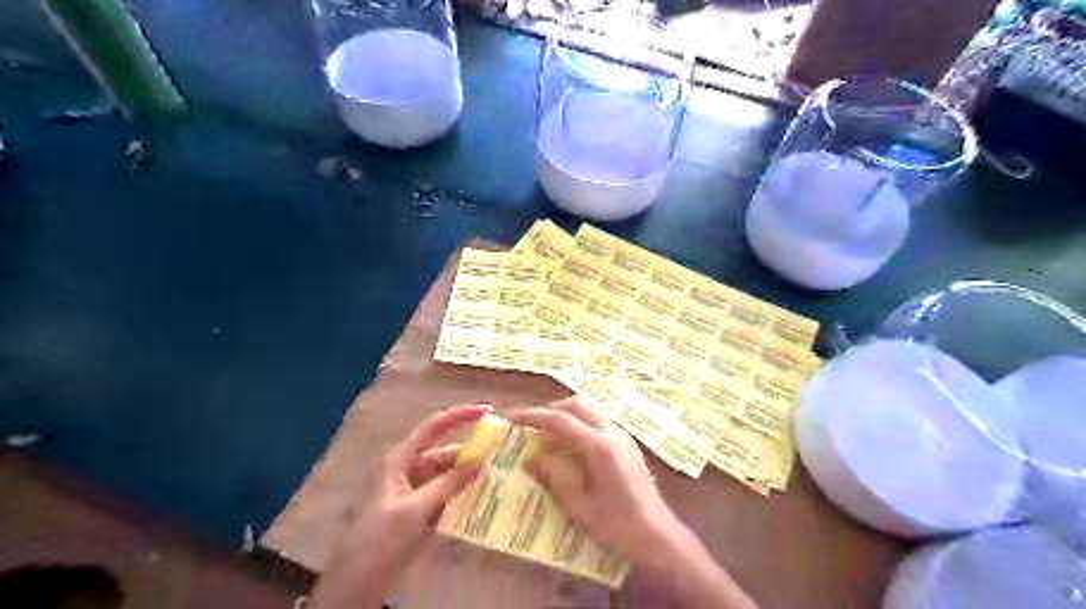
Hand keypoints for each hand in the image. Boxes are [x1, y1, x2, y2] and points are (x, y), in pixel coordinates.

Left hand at [309, 405, 486, 608]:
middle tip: (501, 452)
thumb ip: (449, 483)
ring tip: (498, 474)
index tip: (488, 410)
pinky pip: (443, 492)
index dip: (461, 415)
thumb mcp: (417, 509)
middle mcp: (407, 467)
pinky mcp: (417, 507)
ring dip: (467, 474)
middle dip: (470, 451)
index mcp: (401, 458)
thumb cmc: (381, 538)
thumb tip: (481, 461)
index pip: (434, 426)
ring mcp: (412, 488)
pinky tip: (481, 496)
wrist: (357, 582)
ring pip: (446, 473)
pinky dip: (460, 492)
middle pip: (444, 451)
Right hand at [505, 397, 681, 569]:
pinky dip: (579, 424)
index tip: (513, 417)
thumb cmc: (618, 526)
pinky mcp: (627, 444)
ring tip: (546, 434)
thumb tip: (529, 459)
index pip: (561, 420)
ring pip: (589, 411)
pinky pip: (598, 422)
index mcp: (600, 447)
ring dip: (566, 415)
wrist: (659, 536)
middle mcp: (613, 433)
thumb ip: (553, 478)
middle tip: (529, 423)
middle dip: (550, 409)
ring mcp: (623, 436)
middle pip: (577, 405)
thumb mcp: (580, 507)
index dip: (534, 416)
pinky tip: (569, 446)